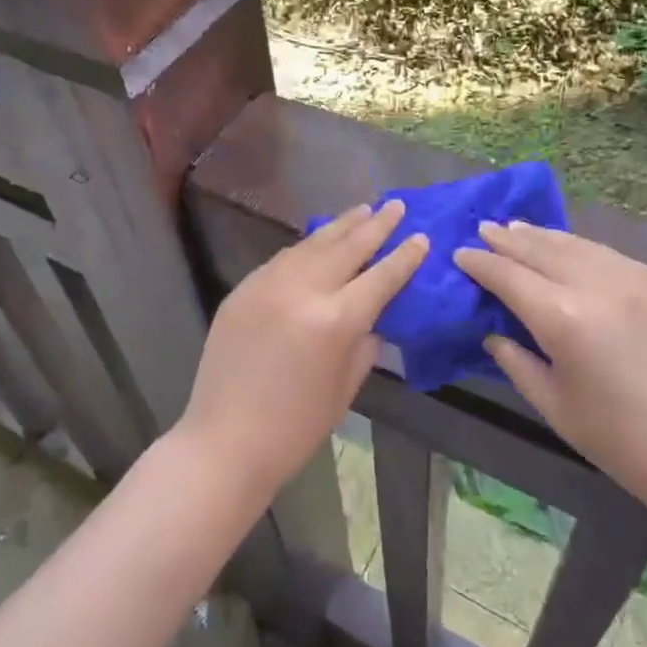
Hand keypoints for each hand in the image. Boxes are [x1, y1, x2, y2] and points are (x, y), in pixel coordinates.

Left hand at [181, 201, 428, 501]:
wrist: (225, 441)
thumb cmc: (295, 428)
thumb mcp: (344, 389)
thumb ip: (363, 345)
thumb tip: (371, 317)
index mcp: (335, 321)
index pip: (380, 277)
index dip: (404, 257)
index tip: (421, 236)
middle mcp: (302, 290)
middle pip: (347, 247)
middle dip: (375, 225)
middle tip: (396, 206)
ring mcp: (267, 285)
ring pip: (312, 244)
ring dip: (340, 226)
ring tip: (362, 210)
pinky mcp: (243, 289)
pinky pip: (282, 259)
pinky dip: (306, 247)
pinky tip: (318, 241)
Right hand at [453, 222, 646, 527]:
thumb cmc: (618, 440)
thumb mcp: (552, 405)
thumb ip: (516, 361)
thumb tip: (494, 333)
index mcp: (564, 318)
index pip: (509, 277)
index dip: (481, 263)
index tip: (461, 253)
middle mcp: (599, 286)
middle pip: (543, 250)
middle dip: (509, 238)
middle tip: (485, 228)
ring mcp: (639, 280)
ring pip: (580, 245)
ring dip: (545, 236)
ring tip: (520, 228)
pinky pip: (614, 257)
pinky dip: (584, 250)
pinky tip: (573, 251)